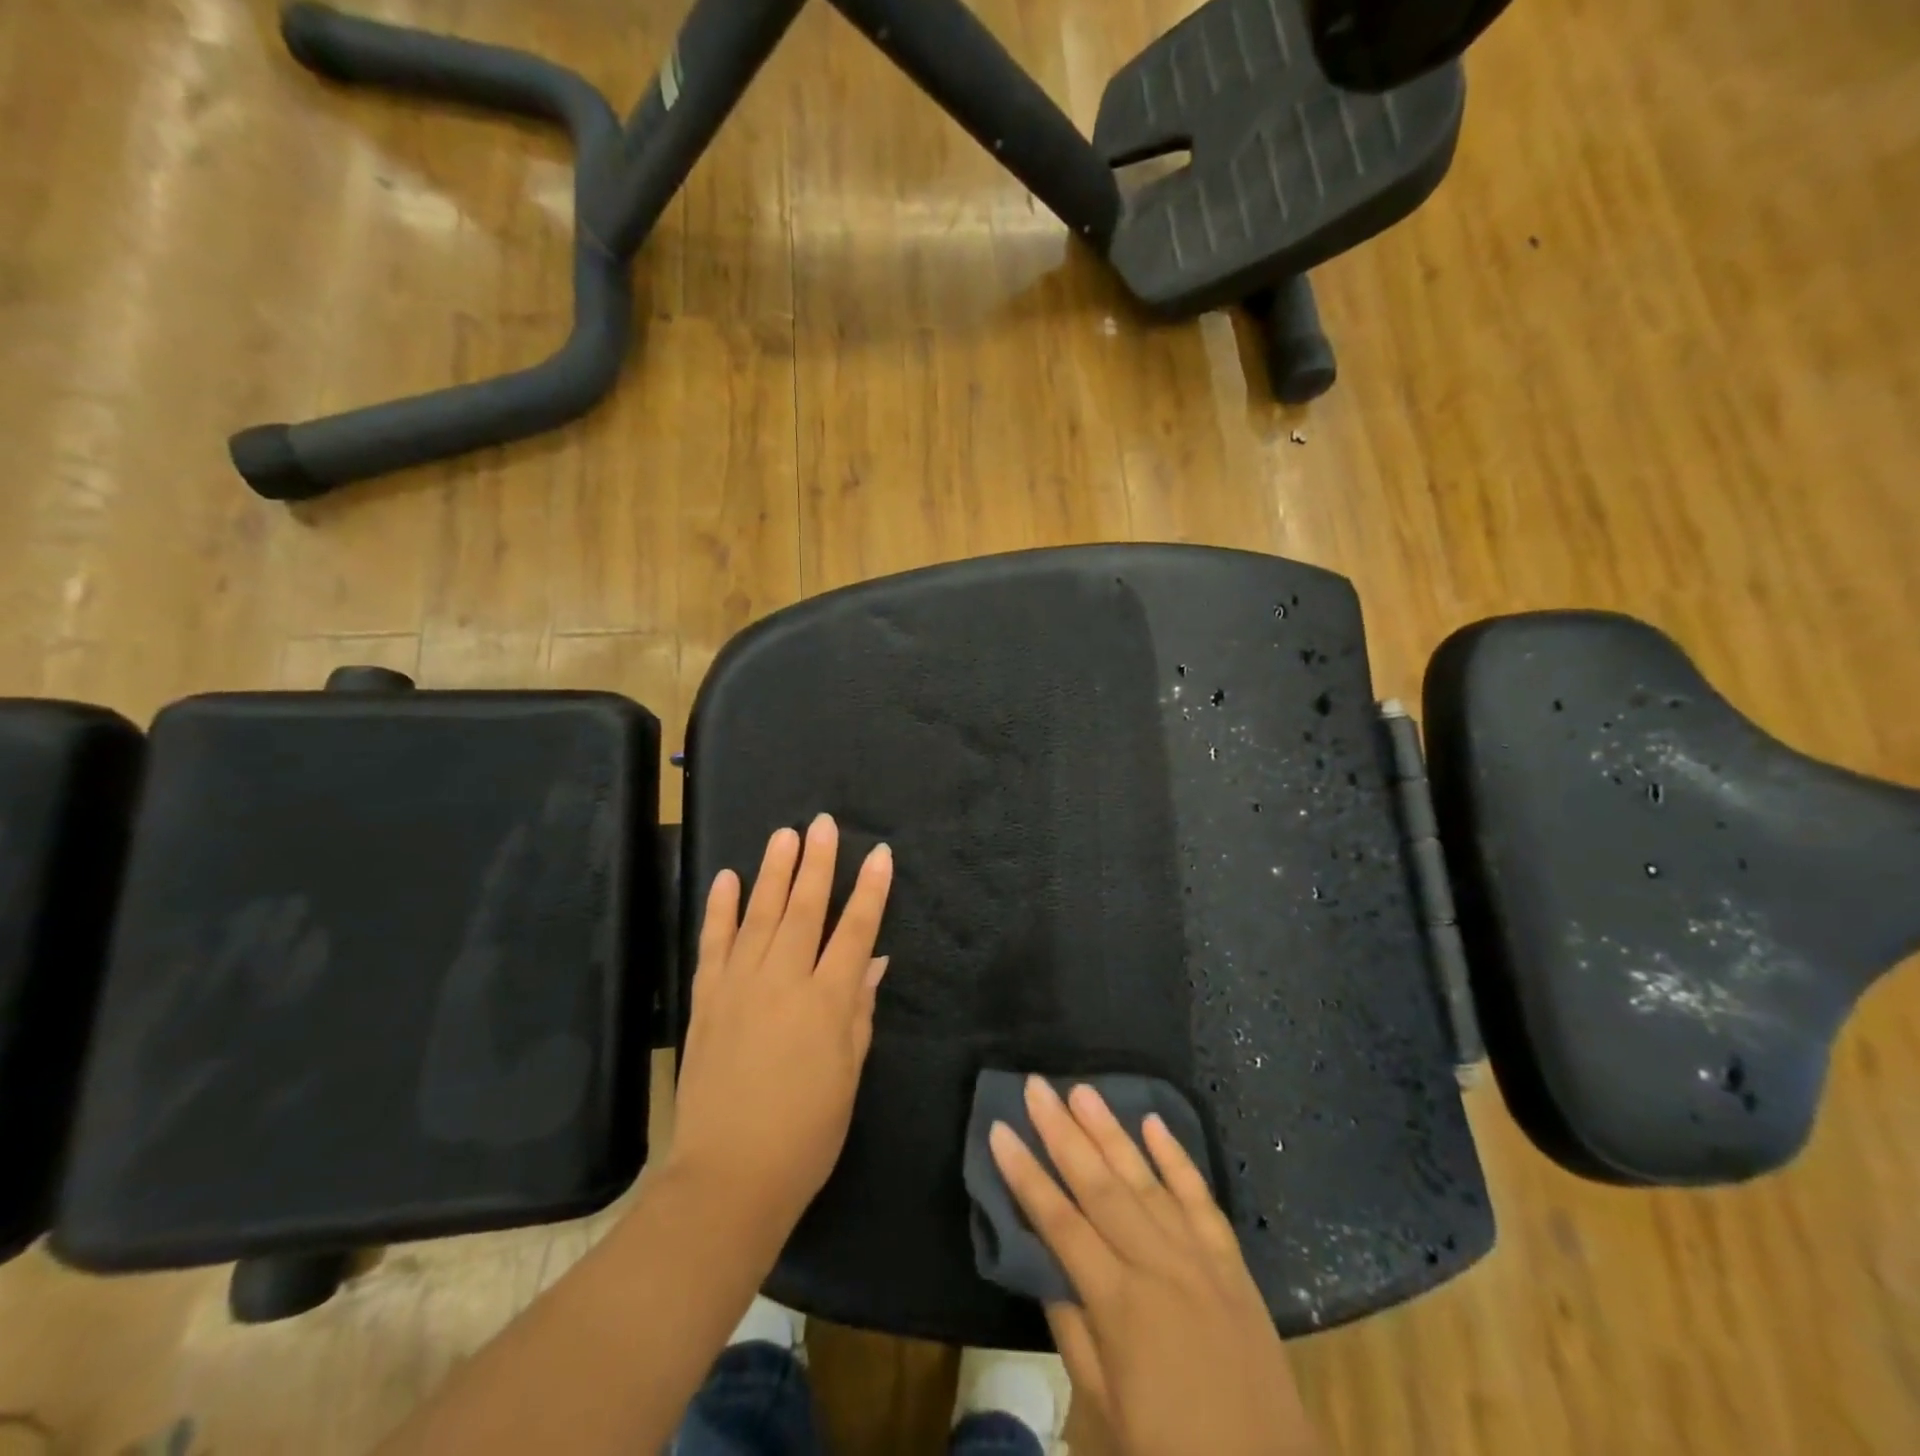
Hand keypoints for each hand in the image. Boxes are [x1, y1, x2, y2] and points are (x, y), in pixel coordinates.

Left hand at [667, 815, 893, 1234]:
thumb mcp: (850, 1075)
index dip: (871, 891)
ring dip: (774, 872)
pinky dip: (719, 909)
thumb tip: (873, 963)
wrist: (728, 1177)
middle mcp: (784, 982)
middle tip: (823, 824)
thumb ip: (860, 1012)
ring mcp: (740, 986)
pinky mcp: (707, 1000)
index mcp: (828, 1002)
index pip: (856, 931)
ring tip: (784, 835)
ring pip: (760, 915)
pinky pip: (714, 944)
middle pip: (805, 910)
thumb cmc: (806, 1134)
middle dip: (818, 863)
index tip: (880, 855)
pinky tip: (726, 879)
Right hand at [990, 1078, 1320, 1455]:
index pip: (1059, 1223)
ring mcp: (1199, 1257)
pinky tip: (1153, 1122)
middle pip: (1099, 1185)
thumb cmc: (1175, 1455)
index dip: (1026, 1175)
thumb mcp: (1107, 1409)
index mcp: (1119, 1305)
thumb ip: (1073, 1330)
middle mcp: (1157, 1265)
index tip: (1000, 1130)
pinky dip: (1176, 1157)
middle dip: (1062, 1132)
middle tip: (1037, 1087)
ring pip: (1145, 1179)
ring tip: (1082, 1090)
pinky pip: (1200, 1196)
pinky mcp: (1231, 1261)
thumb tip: (1048, 1267)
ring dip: (1110, 1131)